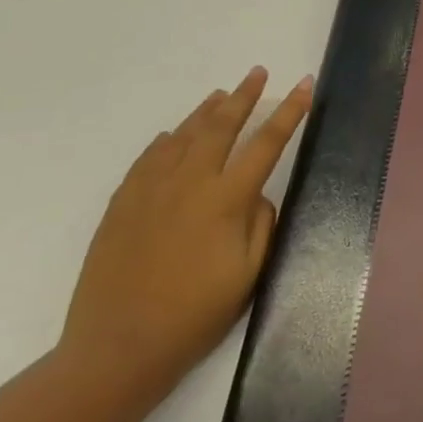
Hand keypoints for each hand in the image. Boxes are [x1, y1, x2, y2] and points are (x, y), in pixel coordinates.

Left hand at [59, 66, 313, 403]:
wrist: (117, 349)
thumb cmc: (196, 313)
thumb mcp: (249, 271)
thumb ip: (260, 222)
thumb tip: (254, 195)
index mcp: (226, 199)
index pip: (267, 142)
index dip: (289, 111)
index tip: (304, 84)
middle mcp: (189, 184)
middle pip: (220, 127)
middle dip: (243, 97)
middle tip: (257, 72)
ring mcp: (150, 193)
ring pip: (181, 137)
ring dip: (205, 112)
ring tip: (221, 94)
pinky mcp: (121, 207)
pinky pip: (146, 161)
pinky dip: (164, 142)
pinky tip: (171, 135)